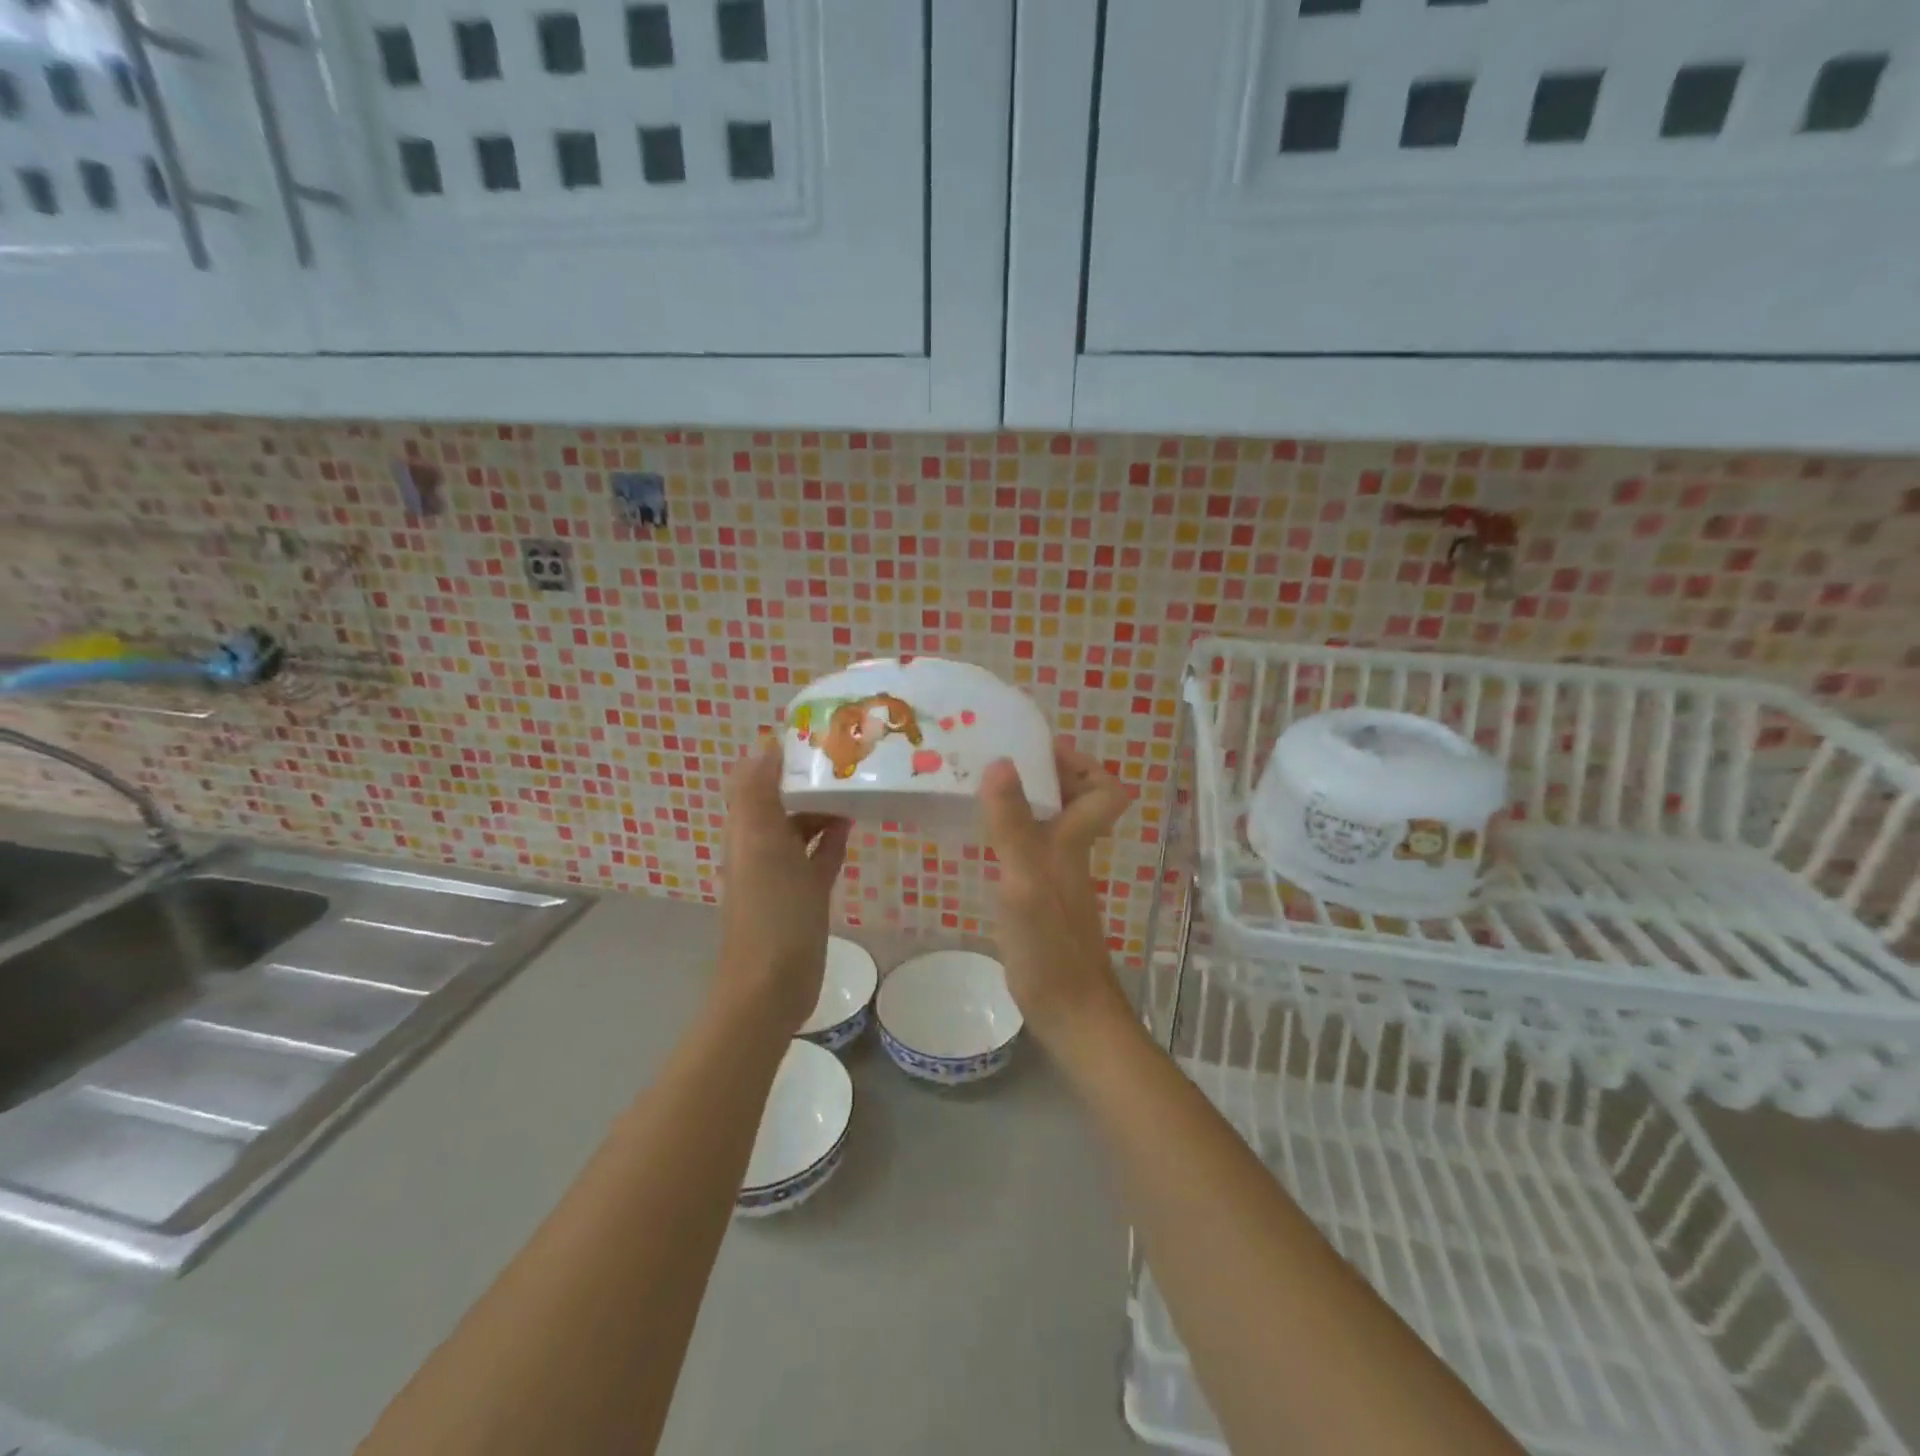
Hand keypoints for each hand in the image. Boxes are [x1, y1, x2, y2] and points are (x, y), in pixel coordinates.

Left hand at [716, 737, 850, 1038]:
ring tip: (858, 780)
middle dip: (809, 774)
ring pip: (803, 824)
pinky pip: (819, 854)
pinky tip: (853, 821)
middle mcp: (762, 844)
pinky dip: (832, 835)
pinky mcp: (805, 893)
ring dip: (824, 803)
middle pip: (784, 797)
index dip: (782, 752)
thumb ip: (759, 794)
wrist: (771, 985)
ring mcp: (784, 871)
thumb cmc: (770, 912)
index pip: (760, 776)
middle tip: (849, 751)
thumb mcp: (763, 845)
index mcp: (748, 828)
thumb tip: (766, 742)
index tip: (819, 730)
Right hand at [979, 742, 1133, 1049]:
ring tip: (976, 790)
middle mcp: (1070, 853)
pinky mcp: (1039, 900)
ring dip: (1020, 803)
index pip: (1106, 789)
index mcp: (1073, 840)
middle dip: (1042, 775)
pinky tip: (978, 842)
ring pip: (1048, 824)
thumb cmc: (1050, 945)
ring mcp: (1055, 878)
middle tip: (994, 762)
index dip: (1081, 764)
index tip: (1037, 751)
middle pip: (1074, 800)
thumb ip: (1012, 823)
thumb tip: (1001, 761)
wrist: (1068, 1012)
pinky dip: (1008, 837)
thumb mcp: (1024, 879)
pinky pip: (1028, 851)